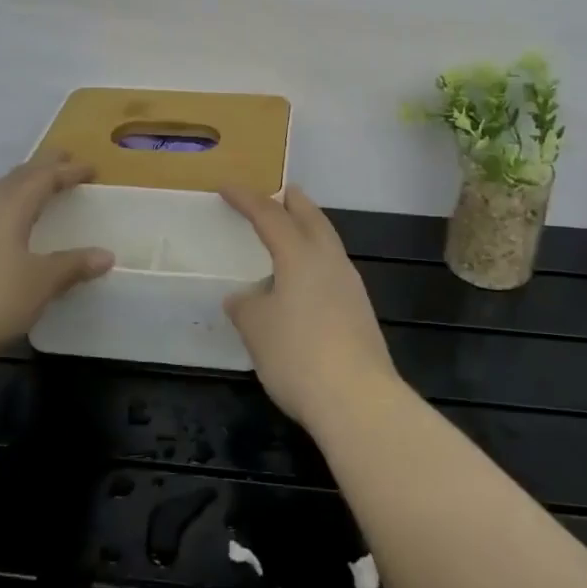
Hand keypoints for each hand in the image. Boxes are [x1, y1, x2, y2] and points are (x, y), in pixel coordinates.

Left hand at [0, 153, 113, 363]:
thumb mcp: (42, 282)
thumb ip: (73, 265)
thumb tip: (106, 255)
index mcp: (9, 207)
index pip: (43, 177)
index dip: (68, 171)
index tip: (91, 168)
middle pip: (16, 178)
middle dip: (42, 167)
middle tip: (64, 161)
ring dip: (20, 186)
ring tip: (37, 190)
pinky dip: (5, 208)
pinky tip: (6, 228)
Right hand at [221, 184, 400, 427]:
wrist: (357, 398)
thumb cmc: (297, 354)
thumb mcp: (256, 329)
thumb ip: (246, 306)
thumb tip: (244, 297)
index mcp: (299, 254)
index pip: (269, 215)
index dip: (246, 200)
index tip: (226, 189)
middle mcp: (329, 260)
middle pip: (312, 218)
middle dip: (293, 202)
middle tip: (280, 192)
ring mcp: (350, 284)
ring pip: (328, 241)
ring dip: (309, 228)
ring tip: (293, 231)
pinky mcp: (360, 309)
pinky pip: (333, 267)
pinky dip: (317, 257)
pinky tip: (306, 278)